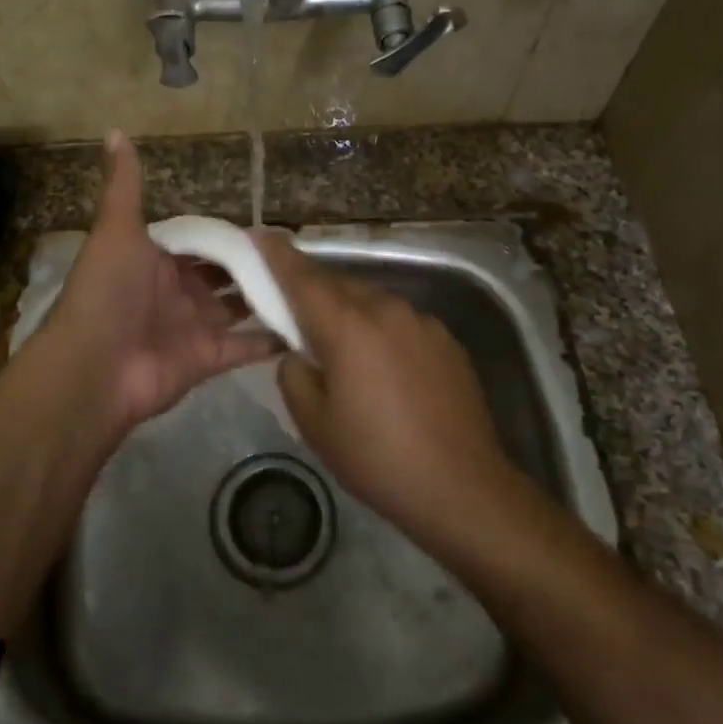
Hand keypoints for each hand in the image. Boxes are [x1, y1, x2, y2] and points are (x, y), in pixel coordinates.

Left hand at [44, 131, 279, 428]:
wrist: (94, 367)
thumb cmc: (108, 291)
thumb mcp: (116, 229)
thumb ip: (123, 185)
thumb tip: (114, 131)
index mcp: (155, 260)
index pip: (198, 240)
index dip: (228, 232)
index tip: (268, 223)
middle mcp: (176, 292)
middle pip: (222, 274)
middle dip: (252, 264)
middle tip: (297, 251)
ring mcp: (193, 327)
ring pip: (237, 308)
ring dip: (266, 296)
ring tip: (310, 281)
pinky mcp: (208, 359)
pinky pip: (245, 347)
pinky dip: (271, 339)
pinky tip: (307, 324)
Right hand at [256, 231, 516, 541]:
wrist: (463, 488)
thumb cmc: (378, 459)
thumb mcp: (315, 423)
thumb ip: (294, 373)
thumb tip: (299, 353)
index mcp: (348, 326)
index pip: (302, 277)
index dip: (276, 255)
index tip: (258, 235)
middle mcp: (386, 309)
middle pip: (337, 284)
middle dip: (312, 290)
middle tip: (293, 312)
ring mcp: (422, 321)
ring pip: (370, 300)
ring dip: (348, 310)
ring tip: (340, 345)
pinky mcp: (446, 339)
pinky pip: (399, 320)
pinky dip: (380, 328)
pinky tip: (383, 367)